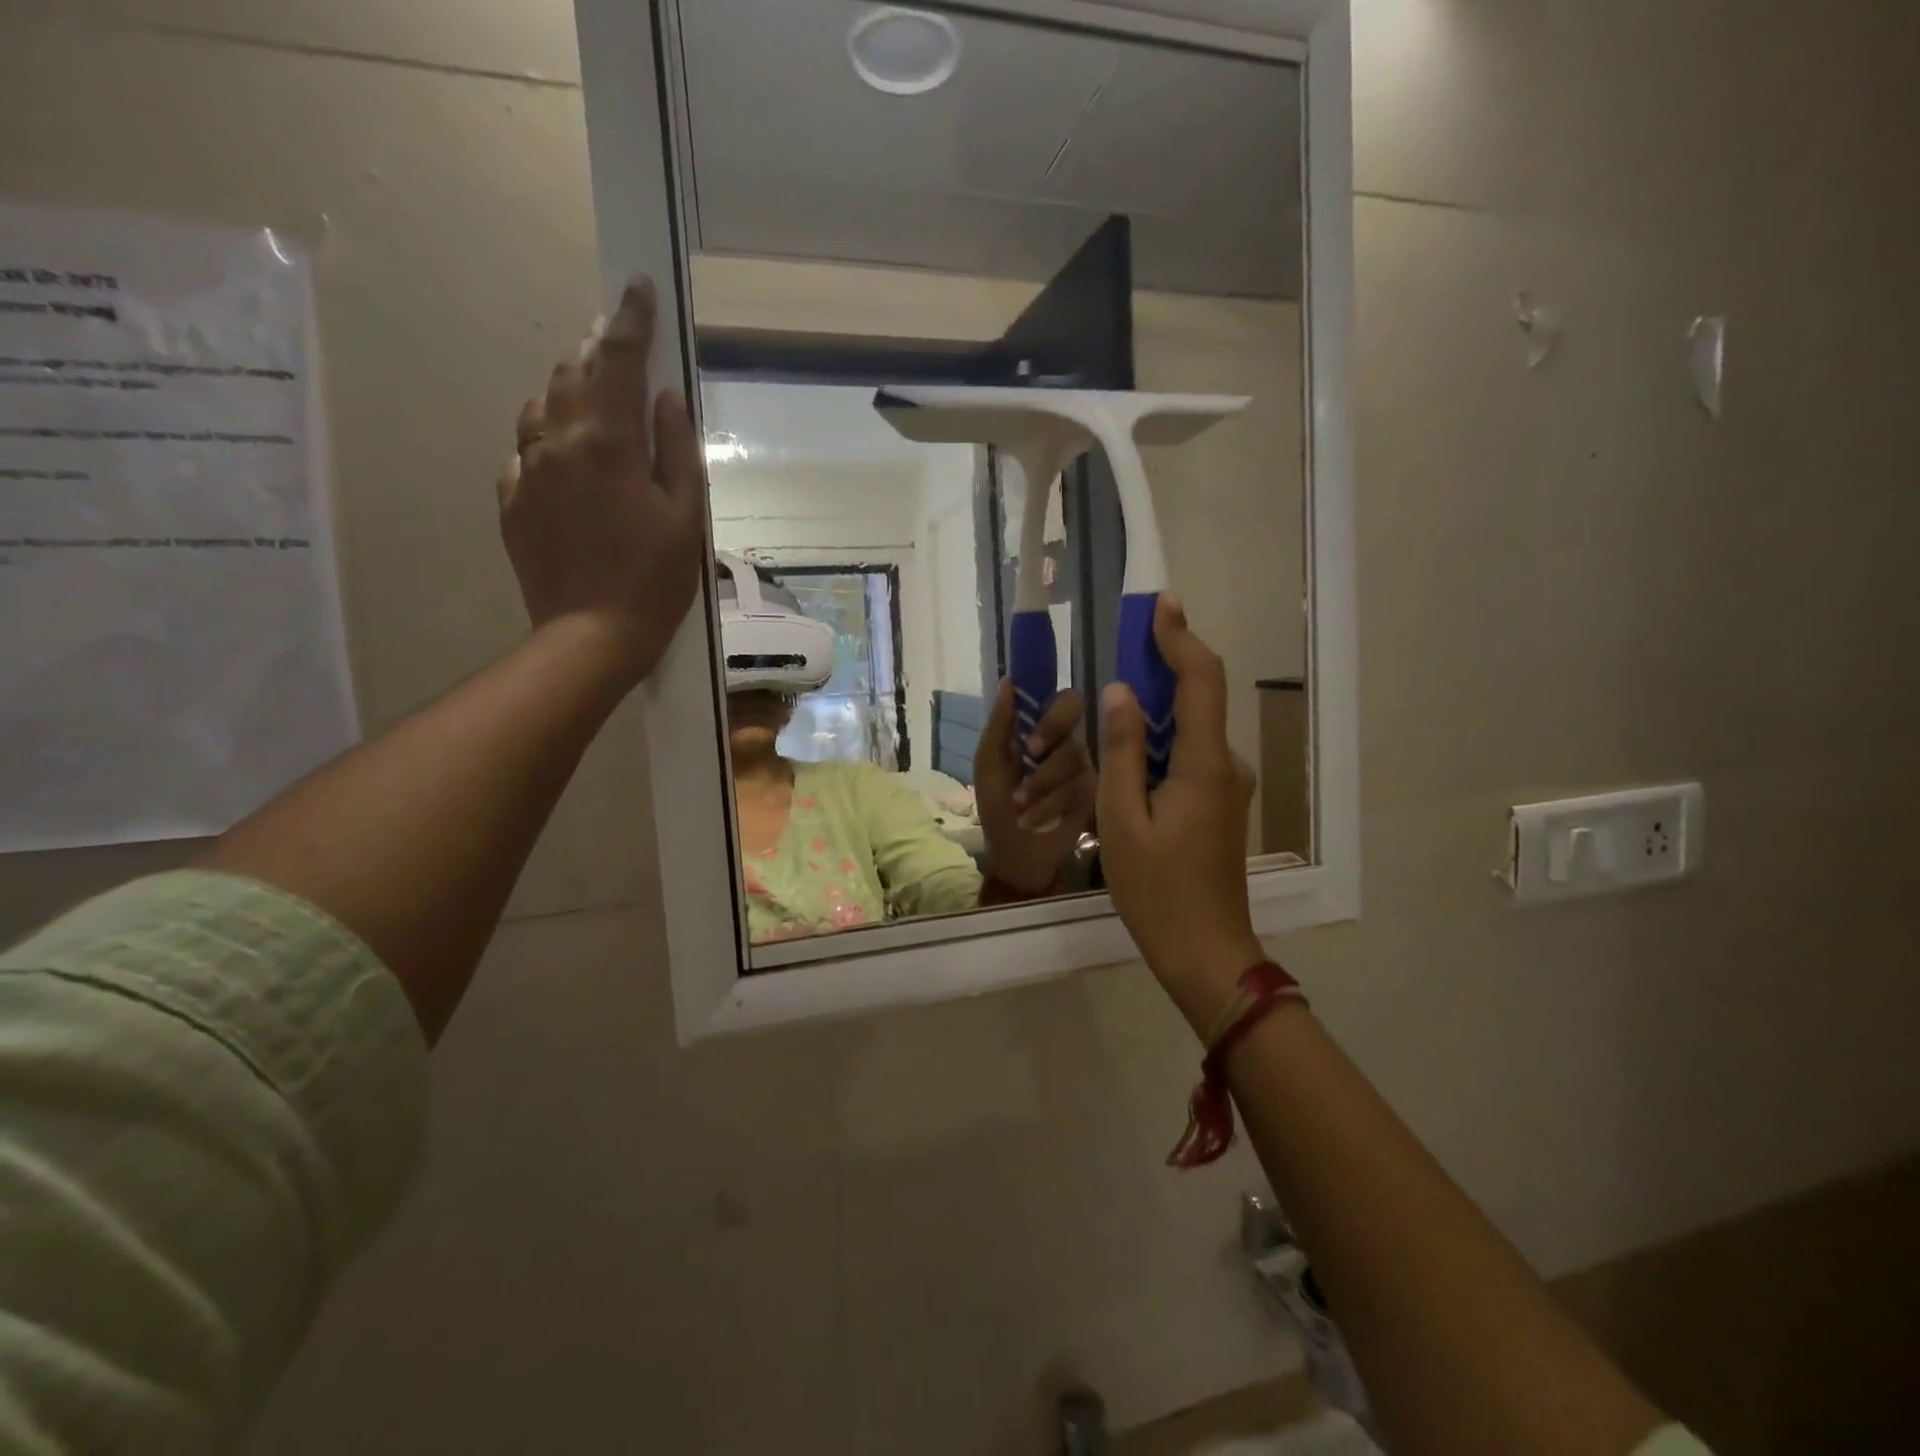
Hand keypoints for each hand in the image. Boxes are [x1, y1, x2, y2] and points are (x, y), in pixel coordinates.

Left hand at [498, 275, 705, 683]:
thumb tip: (666, 396)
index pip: (617, 360)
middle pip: (571, 375)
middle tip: (620, 346)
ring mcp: (526, 471)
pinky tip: (570, 463)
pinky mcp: (512, 502)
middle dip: (598, 354)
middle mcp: (556, 443)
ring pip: (542, 409)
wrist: (592, 635)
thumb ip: (677, 450)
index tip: (638, 286)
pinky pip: (527, 452)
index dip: (631, 320)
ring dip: (571, 394)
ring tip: (597, 403)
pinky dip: (550, 441)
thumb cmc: (655, 580)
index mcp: (607, 443)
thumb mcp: (686, 517)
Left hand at [974, 681, 1094, 895]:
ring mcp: (1084, 767)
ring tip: (1020, 805)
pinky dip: (1049, 806)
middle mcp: (1066, 741)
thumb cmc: (998, 806)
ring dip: (1039, 783)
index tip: (1031, 737)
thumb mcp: (990, 765)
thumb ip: (1000, 724)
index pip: (1059, 699)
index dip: (1051, 710)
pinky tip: (1033, 820)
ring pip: (1073, 756)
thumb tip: (1008, 681)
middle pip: (1076, 713)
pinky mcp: (1094, 794)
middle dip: (1051, 731)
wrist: (1015, 854)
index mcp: (1040, 730)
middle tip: (1031, 754)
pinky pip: (1078, 788)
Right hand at [1097, 596, 1261, 1033]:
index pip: (1201, 681)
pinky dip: (1160, 742)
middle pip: (1197, 699)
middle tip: (1121, 647)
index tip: (1160, 605)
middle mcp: (1226, 765)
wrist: (1205, 951)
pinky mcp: (1219, 804)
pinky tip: (1128, 754)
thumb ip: (1122, 751)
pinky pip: (1189, 757)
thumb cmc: (1156, 890)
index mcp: (1205, 764)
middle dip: (1162, 667)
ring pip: (1190, 730)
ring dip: (1155, 709)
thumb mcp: (1121, 819)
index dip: (1181, 638)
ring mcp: (1227, 786)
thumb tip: (1120, 692)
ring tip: (1111, 704)